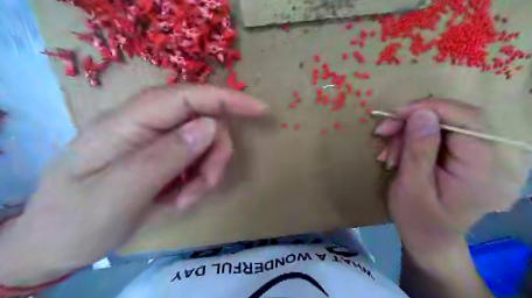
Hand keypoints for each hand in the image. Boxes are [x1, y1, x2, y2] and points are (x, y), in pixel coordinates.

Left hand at [0, 85, 267, 284]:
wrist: (58, 244)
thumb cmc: (78, 220)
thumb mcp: (120, 193)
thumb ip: (165, 156)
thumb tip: (211, 126)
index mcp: (127, 123)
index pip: (186, 97)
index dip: (226, 99)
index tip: (260, 110)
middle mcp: (146, 124)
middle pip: (202, 121)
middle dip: (215, 153)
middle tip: (205, 185)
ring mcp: (158, 141)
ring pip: (206, 143)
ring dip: (207, 172)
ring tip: (186, 199)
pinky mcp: (166, 157)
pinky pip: (199, 160)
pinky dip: (200, 181)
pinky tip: (181, 198)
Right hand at [376, 98, 524, 260]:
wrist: (428, 238)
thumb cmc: (418, 219)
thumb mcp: (412, 187)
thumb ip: (419, 151)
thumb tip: (421, 113)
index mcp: (481, 168)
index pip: (467, 120)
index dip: (431, 109)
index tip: (395, 114)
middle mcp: (486, 156)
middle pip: (453, 117)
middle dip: (412, 120)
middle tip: (383, 131)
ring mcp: (473, 155)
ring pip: (439, 123)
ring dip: (407, 131)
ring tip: (387, 152)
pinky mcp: (458, 155)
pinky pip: (433, 134)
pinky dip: (409, 138)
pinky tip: (395, 153)